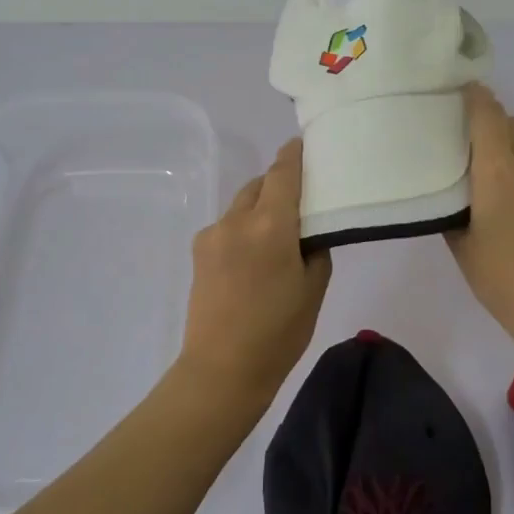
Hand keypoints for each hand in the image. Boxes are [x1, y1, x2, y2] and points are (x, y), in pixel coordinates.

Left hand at [175, 138, 331, 411]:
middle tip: (301, 200)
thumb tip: (309, 231)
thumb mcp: (314, 288)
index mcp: (270, 225)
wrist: (221, 370)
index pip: (283, 172)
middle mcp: (236, 219)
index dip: (295, 154)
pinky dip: (244, 227)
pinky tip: (253, 257)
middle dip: (279, 184)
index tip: (304, 144)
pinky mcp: (199, 251)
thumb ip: (315, 247)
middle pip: (260, 184)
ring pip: (241, 204)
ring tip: (277, 234)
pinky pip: (227, 225)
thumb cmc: (279, 332)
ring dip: (260, 207)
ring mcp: (212, 234)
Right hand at [446, 85, 513, 358]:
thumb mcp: (463, 248)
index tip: (464, 93)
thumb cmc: (506, 284)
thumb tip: (457, 191)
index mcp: (499, 172)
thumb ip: (455, 209)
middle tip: (480, 155)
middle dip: (496, 129)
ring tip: (511, 193)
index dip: (475, 97)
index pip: (487, 114)